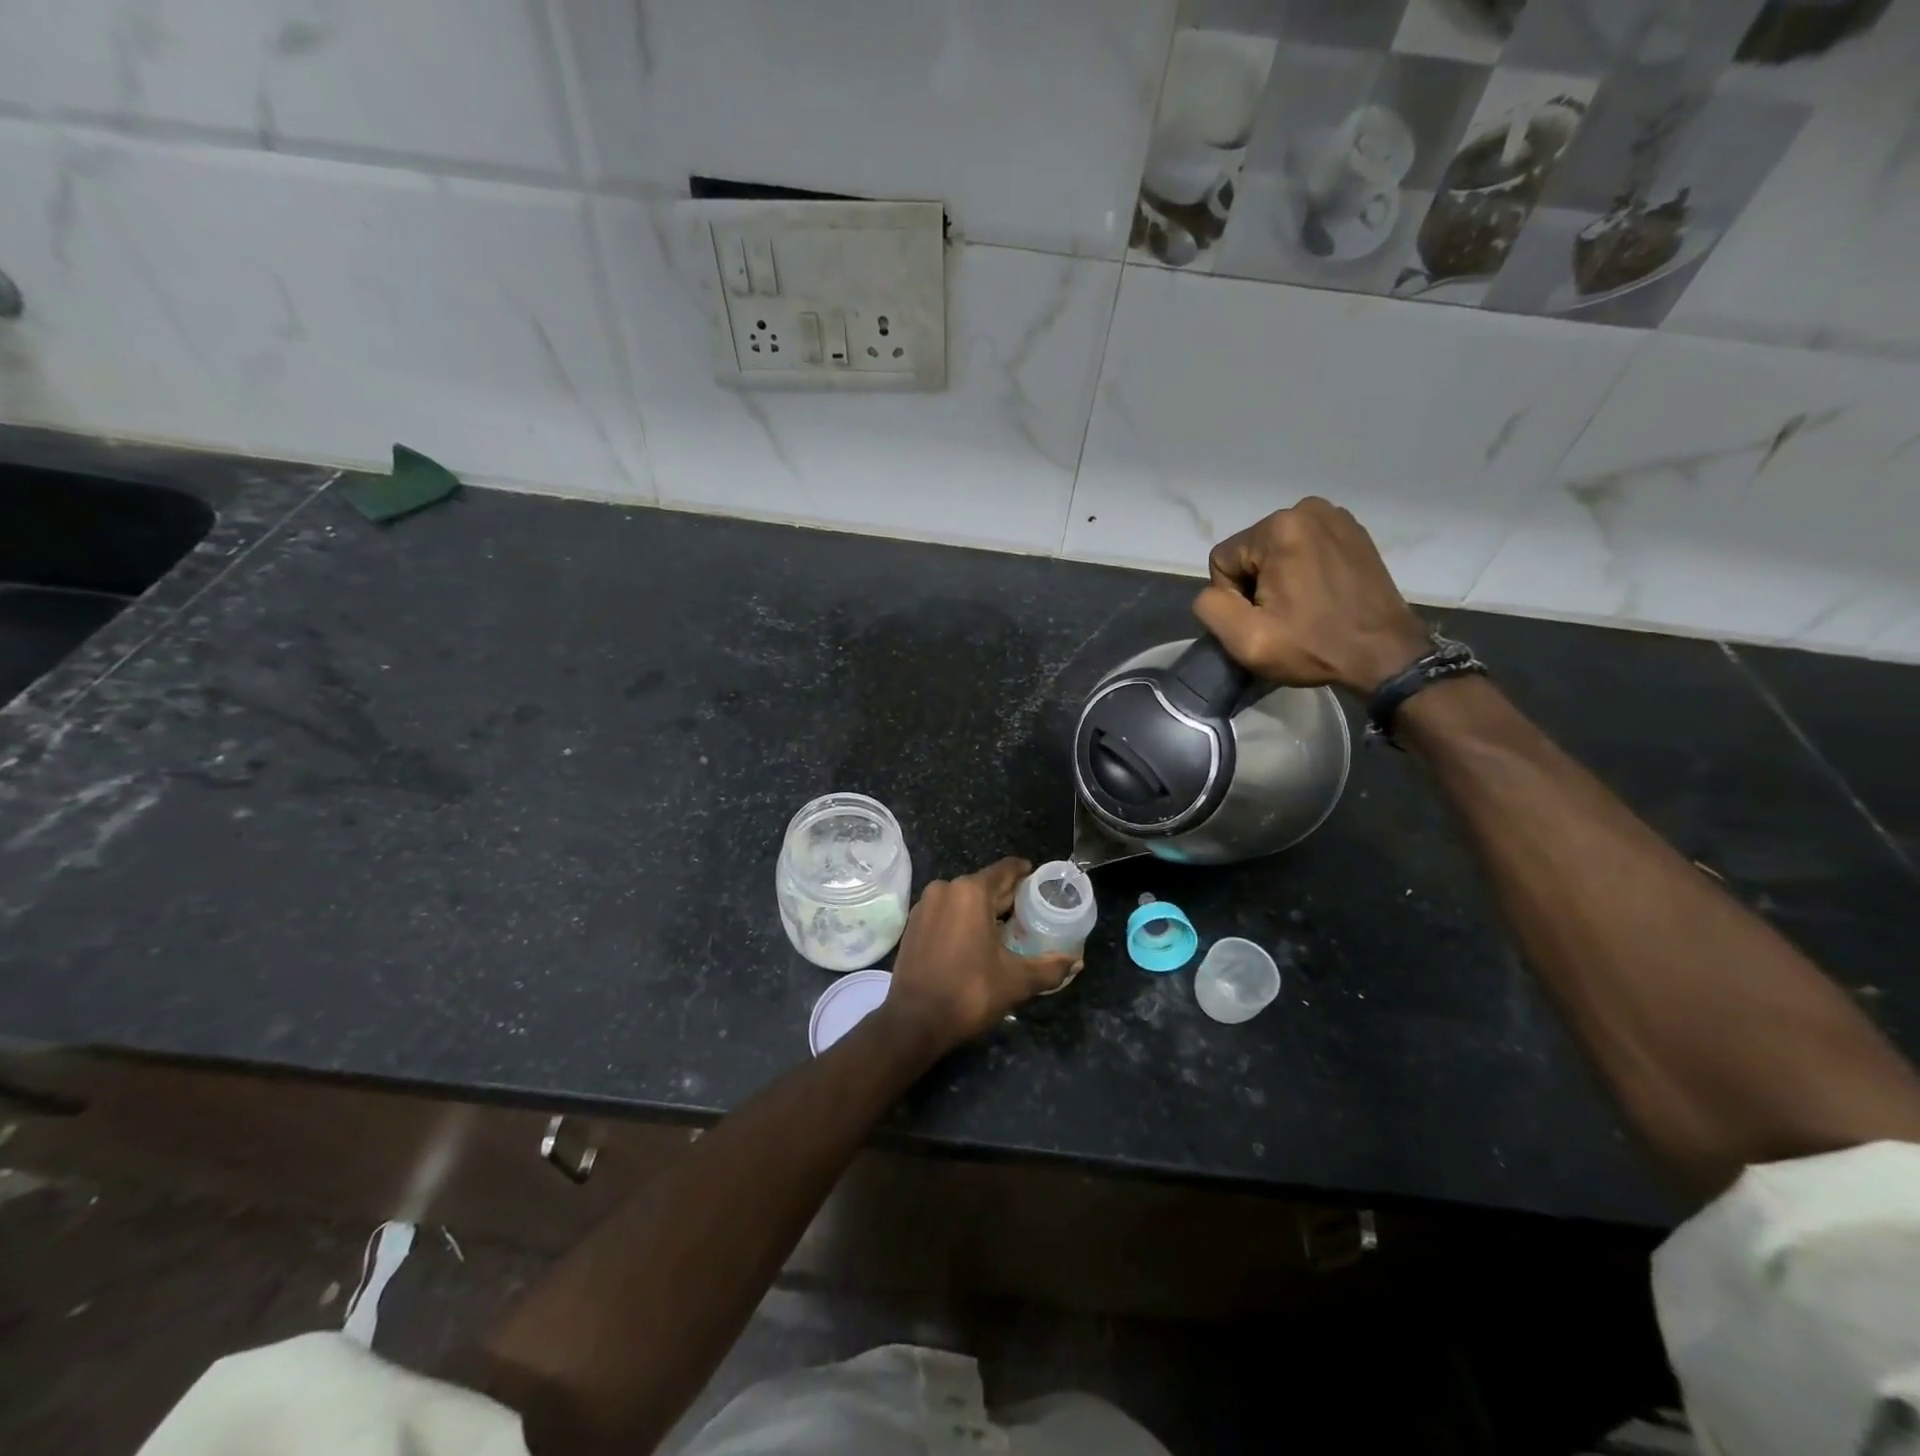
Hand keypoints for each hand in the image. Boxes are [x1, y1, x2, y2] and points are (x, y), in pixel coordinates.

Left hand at [881, 858, 1079, 1051]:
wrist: (914, 1021)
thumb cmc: (969, 992)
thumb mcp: (1016, 981)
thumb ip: (1050, 968)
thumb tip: (1076, 962)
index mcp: (971, 891)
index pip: (1006, 870)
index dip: (1026, 874)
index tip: (1041, 883)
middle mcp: (945, 889)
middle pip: (985, 884)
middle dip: (1007, 896)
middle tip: (1031, 912)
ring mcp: (925, 906)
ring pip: (963, 898)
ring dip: (984, 909)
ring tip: (1007, 928)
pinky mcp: (913, 925)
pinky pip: (946, 912)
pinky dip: (963, 919)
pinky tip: (977, 940)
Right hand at [1193, 497, 1430, 694]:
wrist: (1385, 655)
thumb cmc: (1313, 646)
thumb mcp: (1245, 639)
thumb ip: (1209, 607)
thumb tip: (1214, 592)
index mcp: (1278, 528)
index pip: (1223, 560)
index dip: (1233, 597)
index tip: (1264, 619)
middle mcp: (1306, 509)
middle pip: (1250, 552)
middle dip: (1256, 584)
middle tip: (1284, 616)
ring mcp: (1335, 517)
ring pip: (1276, 550)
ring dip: (1279, 578)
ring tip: (1303, 607)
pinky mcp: (1353, 531)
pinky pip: (1304, 548)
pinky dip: (1304, 570)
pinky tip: (1320, 595)